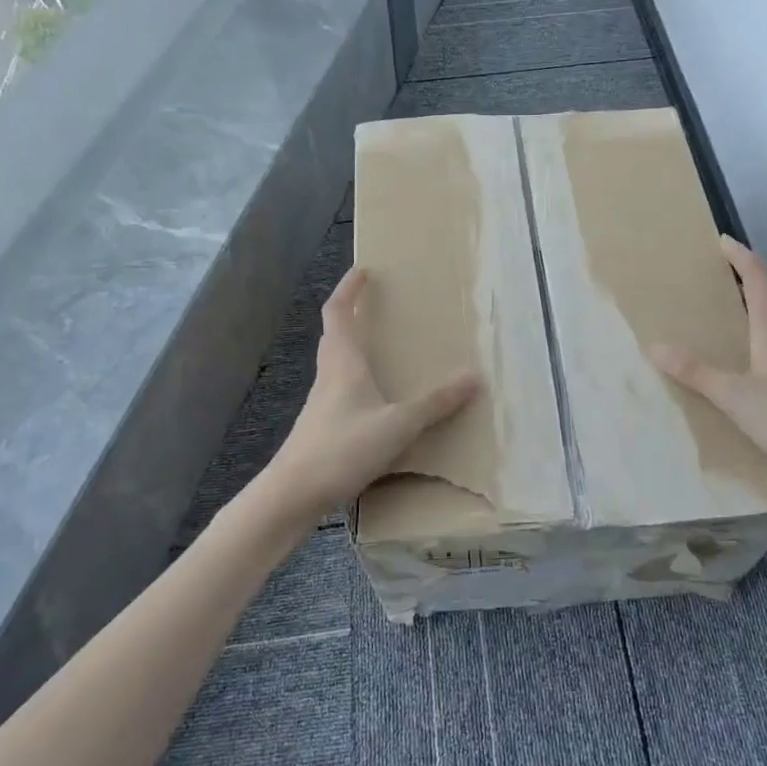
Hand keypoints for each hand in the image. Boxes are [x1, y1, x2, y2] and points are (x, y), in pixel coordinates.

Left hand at [260, 266, 477, 526]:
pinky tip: (375, 400)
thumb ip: (435, 403)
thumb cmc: (342, 448)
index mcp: (343, 363)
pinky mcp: (322, 427)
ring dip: (353, 347)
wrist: (292, 495)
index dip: (349, 289)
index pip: (338, 312)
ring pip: (336, 362)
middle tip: (374, 304)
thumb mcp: (398, 425)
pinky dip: (356, 380)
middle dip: (351, 313)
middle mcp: (329, 375)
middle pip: (335, 334)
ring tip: (380, 347)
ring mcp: (322, 403)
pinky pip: (341, 389)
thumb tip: (474, 376)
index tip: (363, 271)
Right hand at [649, 235, 766, 496]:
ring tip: (731, 315)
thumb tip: (655, 346)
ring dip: (758, 308)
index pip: (759, 277)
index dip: (740, 256)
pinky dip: (766, 336)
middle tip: (718, 277)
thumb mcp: (734, 396)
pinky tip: (755, 360)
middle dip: (746, 279)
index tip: (722, 241)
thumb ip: (695, 372)